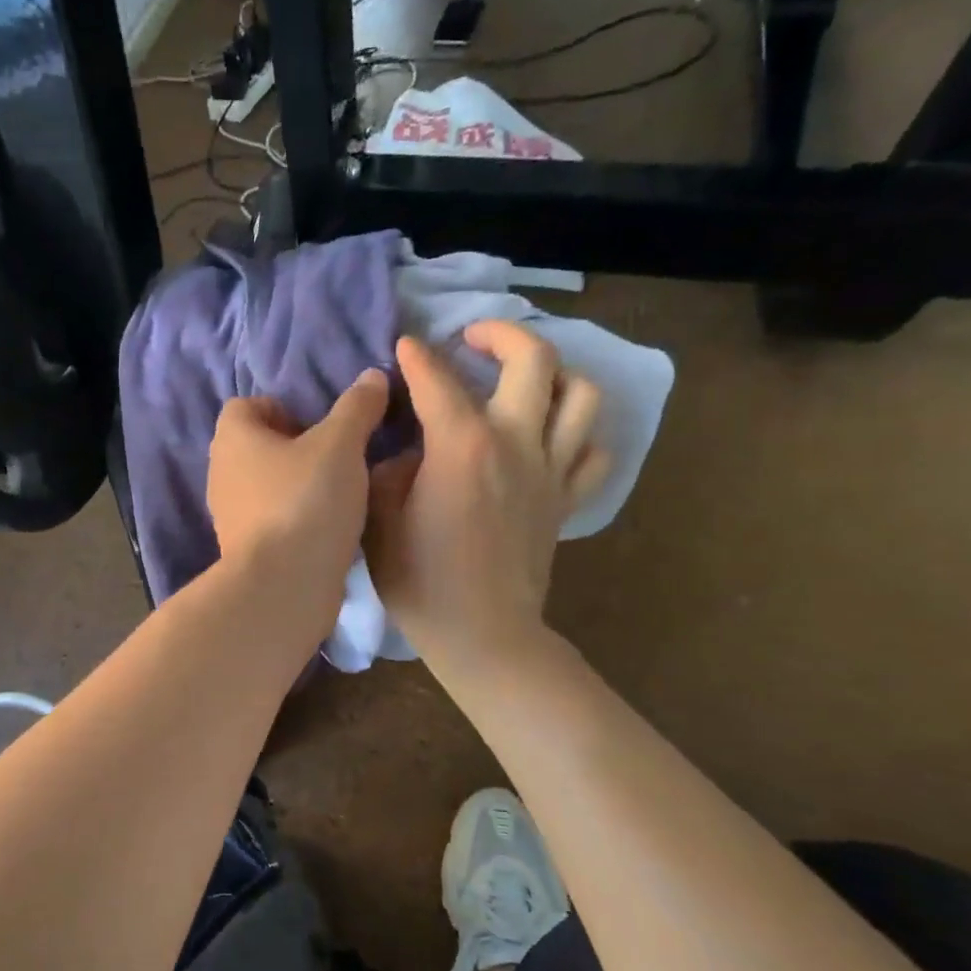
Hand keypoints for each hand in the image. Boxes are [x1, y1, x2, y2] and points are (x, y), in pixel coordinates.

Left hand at [208, 370, 389, 635]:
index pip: (245, 406)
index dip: (282, 408)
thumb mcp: (341, 445)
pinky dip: (294, 520)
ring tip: (336, 496)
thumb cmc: (307, 500)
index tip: (317, 427)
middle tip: (333, 459)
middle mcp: (221, 473)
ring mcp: (228, 516)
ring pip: (264, 487)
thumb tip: (372, 376)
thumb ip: (357, 408)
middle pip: (256, 447)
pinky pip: (270, 522)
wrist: (284, 585)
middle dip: (293, 449)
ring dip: (295, 486)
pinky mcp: (243, 552)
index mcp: (233, 438)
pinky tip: (326, 531)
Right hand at [365, 321, 608, 671]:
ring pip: (580, 395)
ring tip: (523, 380)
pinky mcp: (566, 501)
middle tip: (472, 339)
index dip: (416, 356)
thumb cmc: (420, 580)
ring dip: (554, 374)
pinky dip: (577, 435)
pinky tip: (550, 439)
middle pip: (534, 359)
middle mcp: (515, 442)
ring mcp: (550, 471)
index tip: (404, 345)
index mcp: (462, 444)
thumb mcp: (377, 518)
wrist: (482, 635)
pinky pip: (593, 452)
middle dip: (501, 334)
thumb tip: (402, 447)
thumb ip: (385, 468)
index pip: (437, 378)